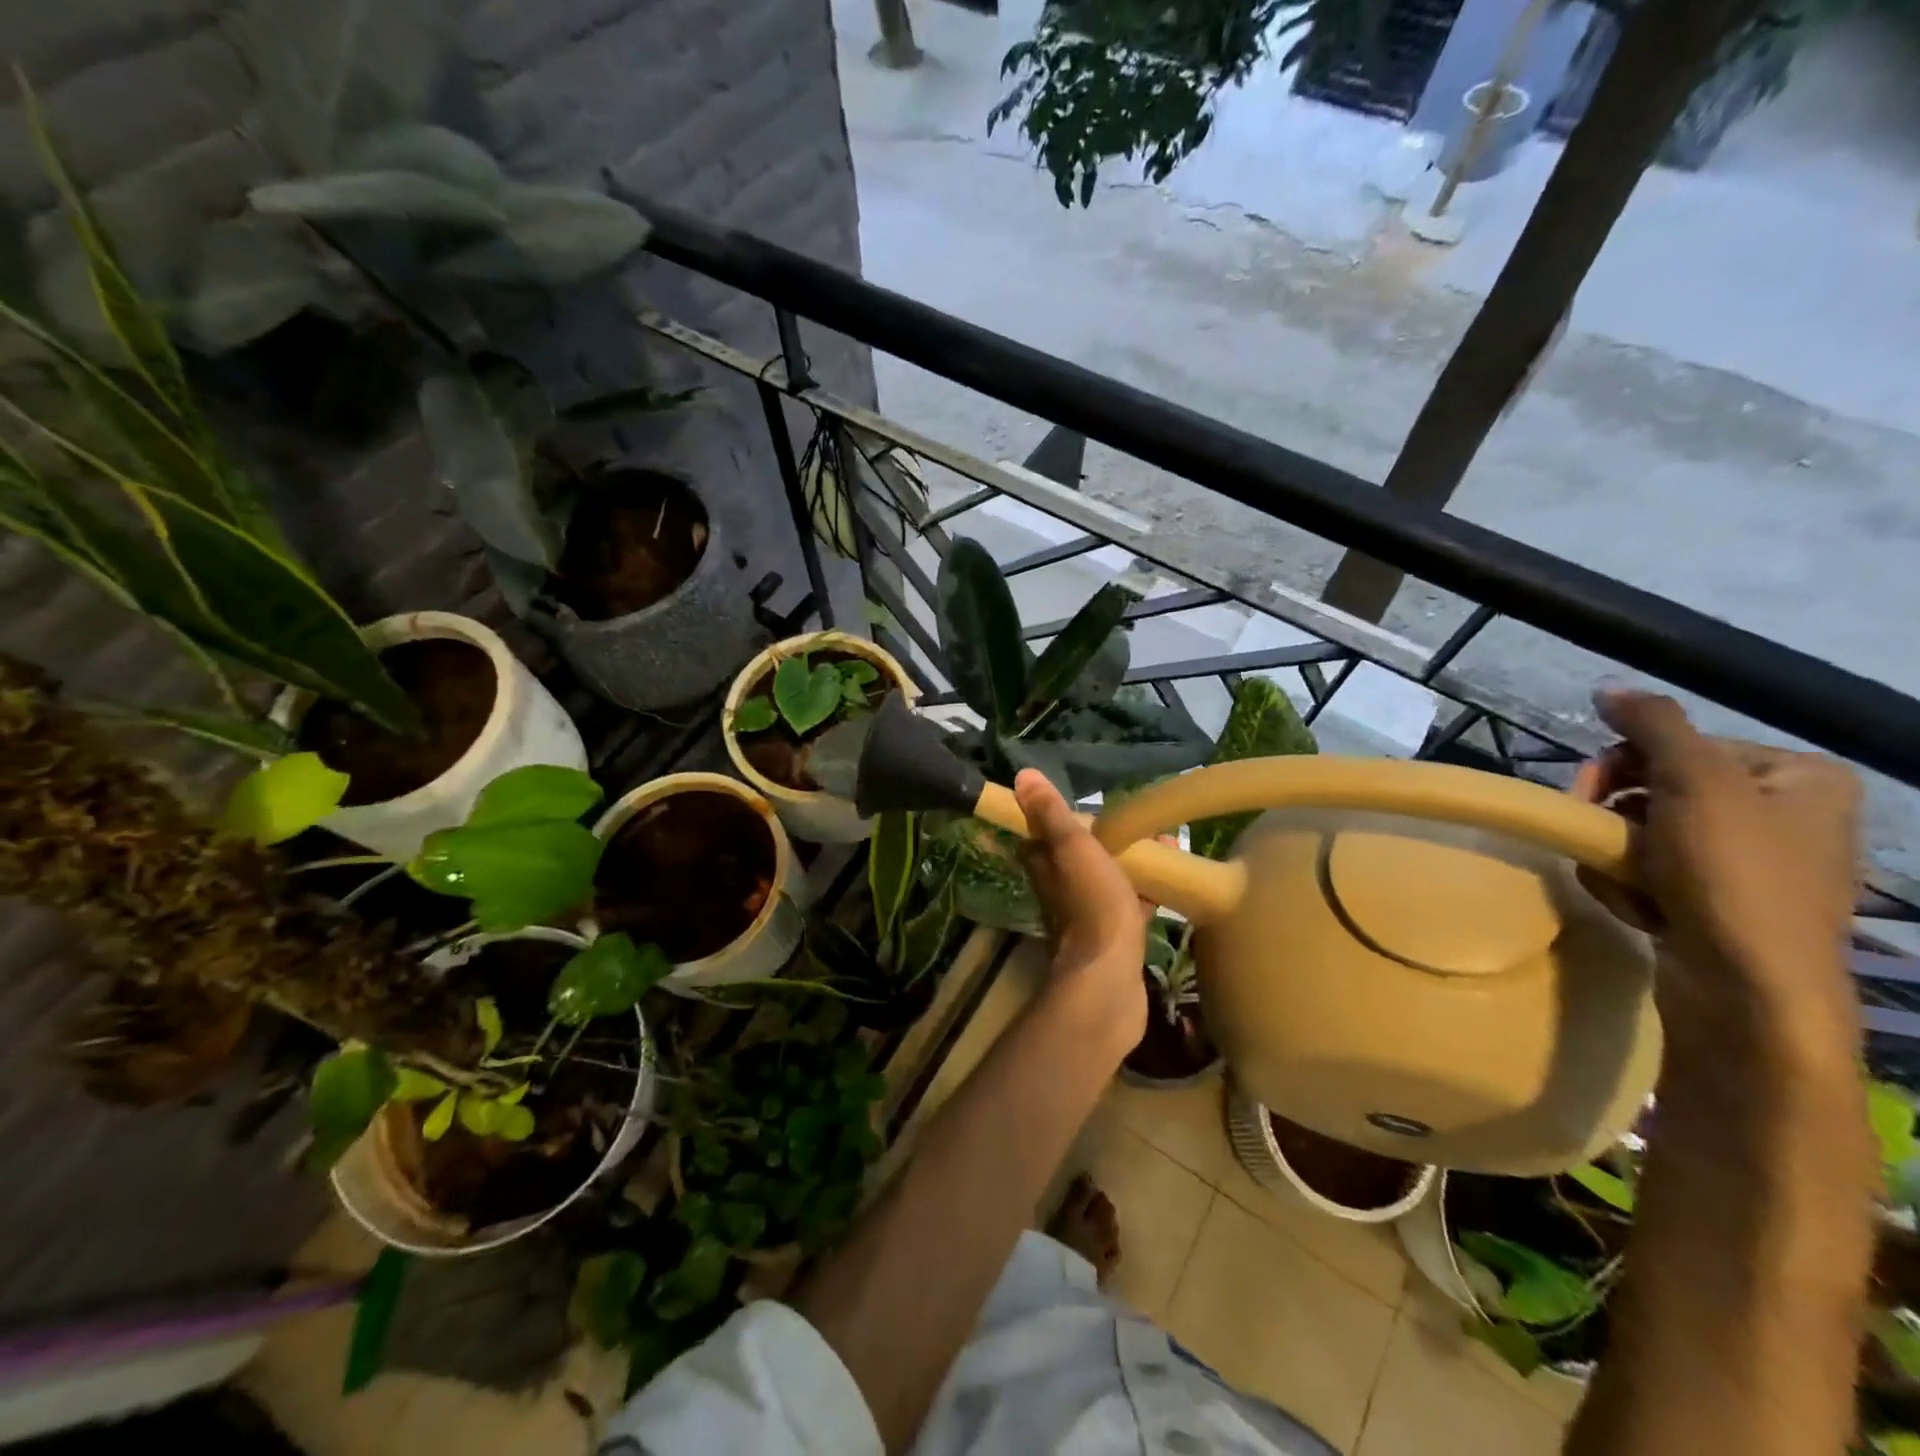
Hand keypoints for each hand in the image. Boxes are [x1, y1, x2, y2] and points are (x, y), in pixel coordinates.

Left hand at [1014, 770, 1147, 1052]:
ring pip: (1108, 880)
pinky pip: (1130, 907)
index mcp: (1046, 866)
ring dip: (1131, 863)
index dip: (1063, 818)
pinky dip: (1146, 893)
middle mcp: (1061, 890)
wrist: (1109, 980)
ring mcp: (1087, 916)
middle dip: (1108, 839)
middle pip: (1080, 856)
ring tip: (1166, 845)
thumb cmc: (1091, 905)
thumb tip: (1022, 776)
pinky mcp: (1114, 939)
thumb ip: (1050, 814)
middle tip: (1142, 825)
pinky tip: (1171, 885)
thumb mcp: (1072, 848)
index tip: (1092, 804)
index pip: (1044, 834)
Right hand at [1573, 689, 1860, 1050]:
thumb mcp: (1694, 783)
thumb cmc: (1733, 876)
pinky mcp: (1721, 903)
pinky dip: (1631, 884)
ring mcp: (1753, 863)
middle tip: (1594, 836)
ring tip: (1623, 882)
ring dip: (1616, 854)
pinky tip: (1637, 905)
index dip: (1623, 764)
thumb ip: (1654, 726)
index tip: (1587, 793)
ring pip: (1646, 832)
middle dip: (1615, 815)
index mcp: (1799, 777)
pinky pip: (1654, 872)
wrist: (1749, 990)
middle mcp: (1784, 814)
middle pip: (1658, 787)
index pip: (1679, 745)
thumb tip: (1609, 687)